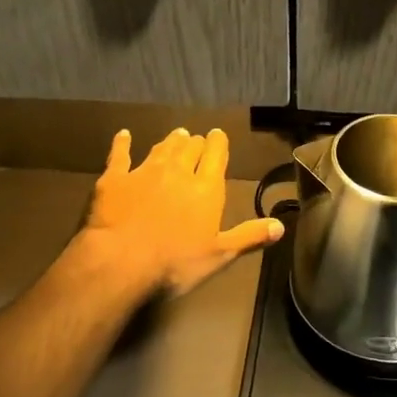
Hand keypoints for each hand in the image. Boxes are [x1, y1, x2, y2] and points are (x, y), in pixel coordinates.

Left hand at [78, 127, 283, 298]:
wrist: (122, 260)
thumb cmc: (176, 262)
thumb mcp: (219, 255)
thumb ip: (249, 236)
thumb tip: (280, 225)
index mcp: (206, 188)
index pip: (216, 155)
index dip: (218, 143)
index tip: (218, 136)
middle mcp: (178, 171)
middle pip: (190, 147)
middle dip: (195, 142)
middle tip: (196, 141)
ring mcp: (145, 171)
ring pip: (162, 147)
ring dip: (171, 140)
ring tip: (176, 135)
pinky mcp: (115, 178)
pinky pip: (120, 154)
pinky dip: (122, 143)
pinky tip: (123, 135)